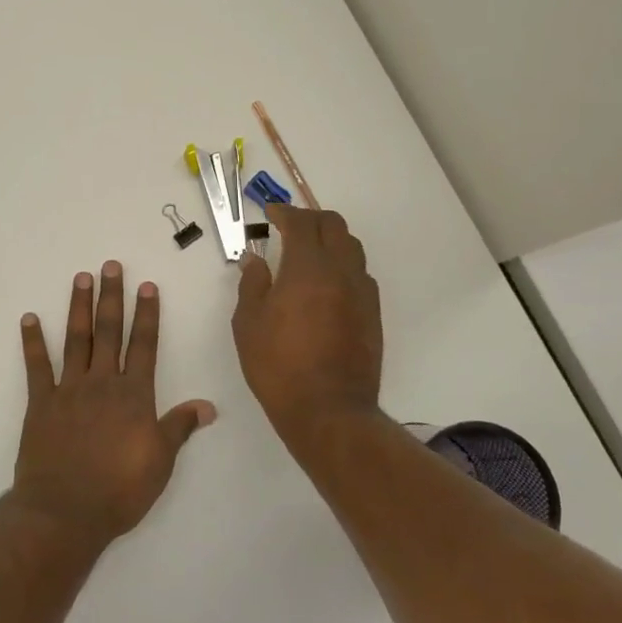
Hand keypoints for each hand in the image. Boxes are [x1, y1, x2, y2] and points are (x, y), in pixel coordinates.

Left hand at [12, 262, 214, 545]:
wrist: (65, 513)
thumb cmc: (119, 491)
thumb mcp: (160, 462)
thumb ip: (180, 428)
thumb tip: (209, 406)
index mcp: (134, 396)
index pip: (144, 346)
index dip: (147, 315)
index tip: (146, 286)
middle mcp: (102, 383)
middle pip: (109, 332)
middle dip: (111, 297)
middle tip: (110, 266)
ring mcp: (69, 390)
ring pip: (76, 340)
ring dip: (78, 307)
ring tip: (81, 278)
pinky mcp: (41, 404)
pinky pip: (37, 367)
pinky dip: (32, 342)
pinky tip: (29, 319)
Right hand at [232, 203, 382, 437]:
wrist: (329, 410)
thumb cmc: (278, 366)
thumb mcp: (248, 323)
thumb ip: (252, 284)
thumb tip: (256, 260)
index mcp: (307, 268)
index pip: (301, 222)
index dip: (284, 212)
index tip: (270, 214)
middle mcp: (341, 271)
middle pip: (333, 225)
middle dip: (310, 218)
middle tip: (289, 227)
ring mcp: (362, 292)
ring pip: (351, 246)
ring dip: (330, 239)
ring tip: (309, 252)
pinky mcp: (373, 313)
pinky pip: (360, 273)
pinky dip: (342, 264)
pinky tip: (326, 283)